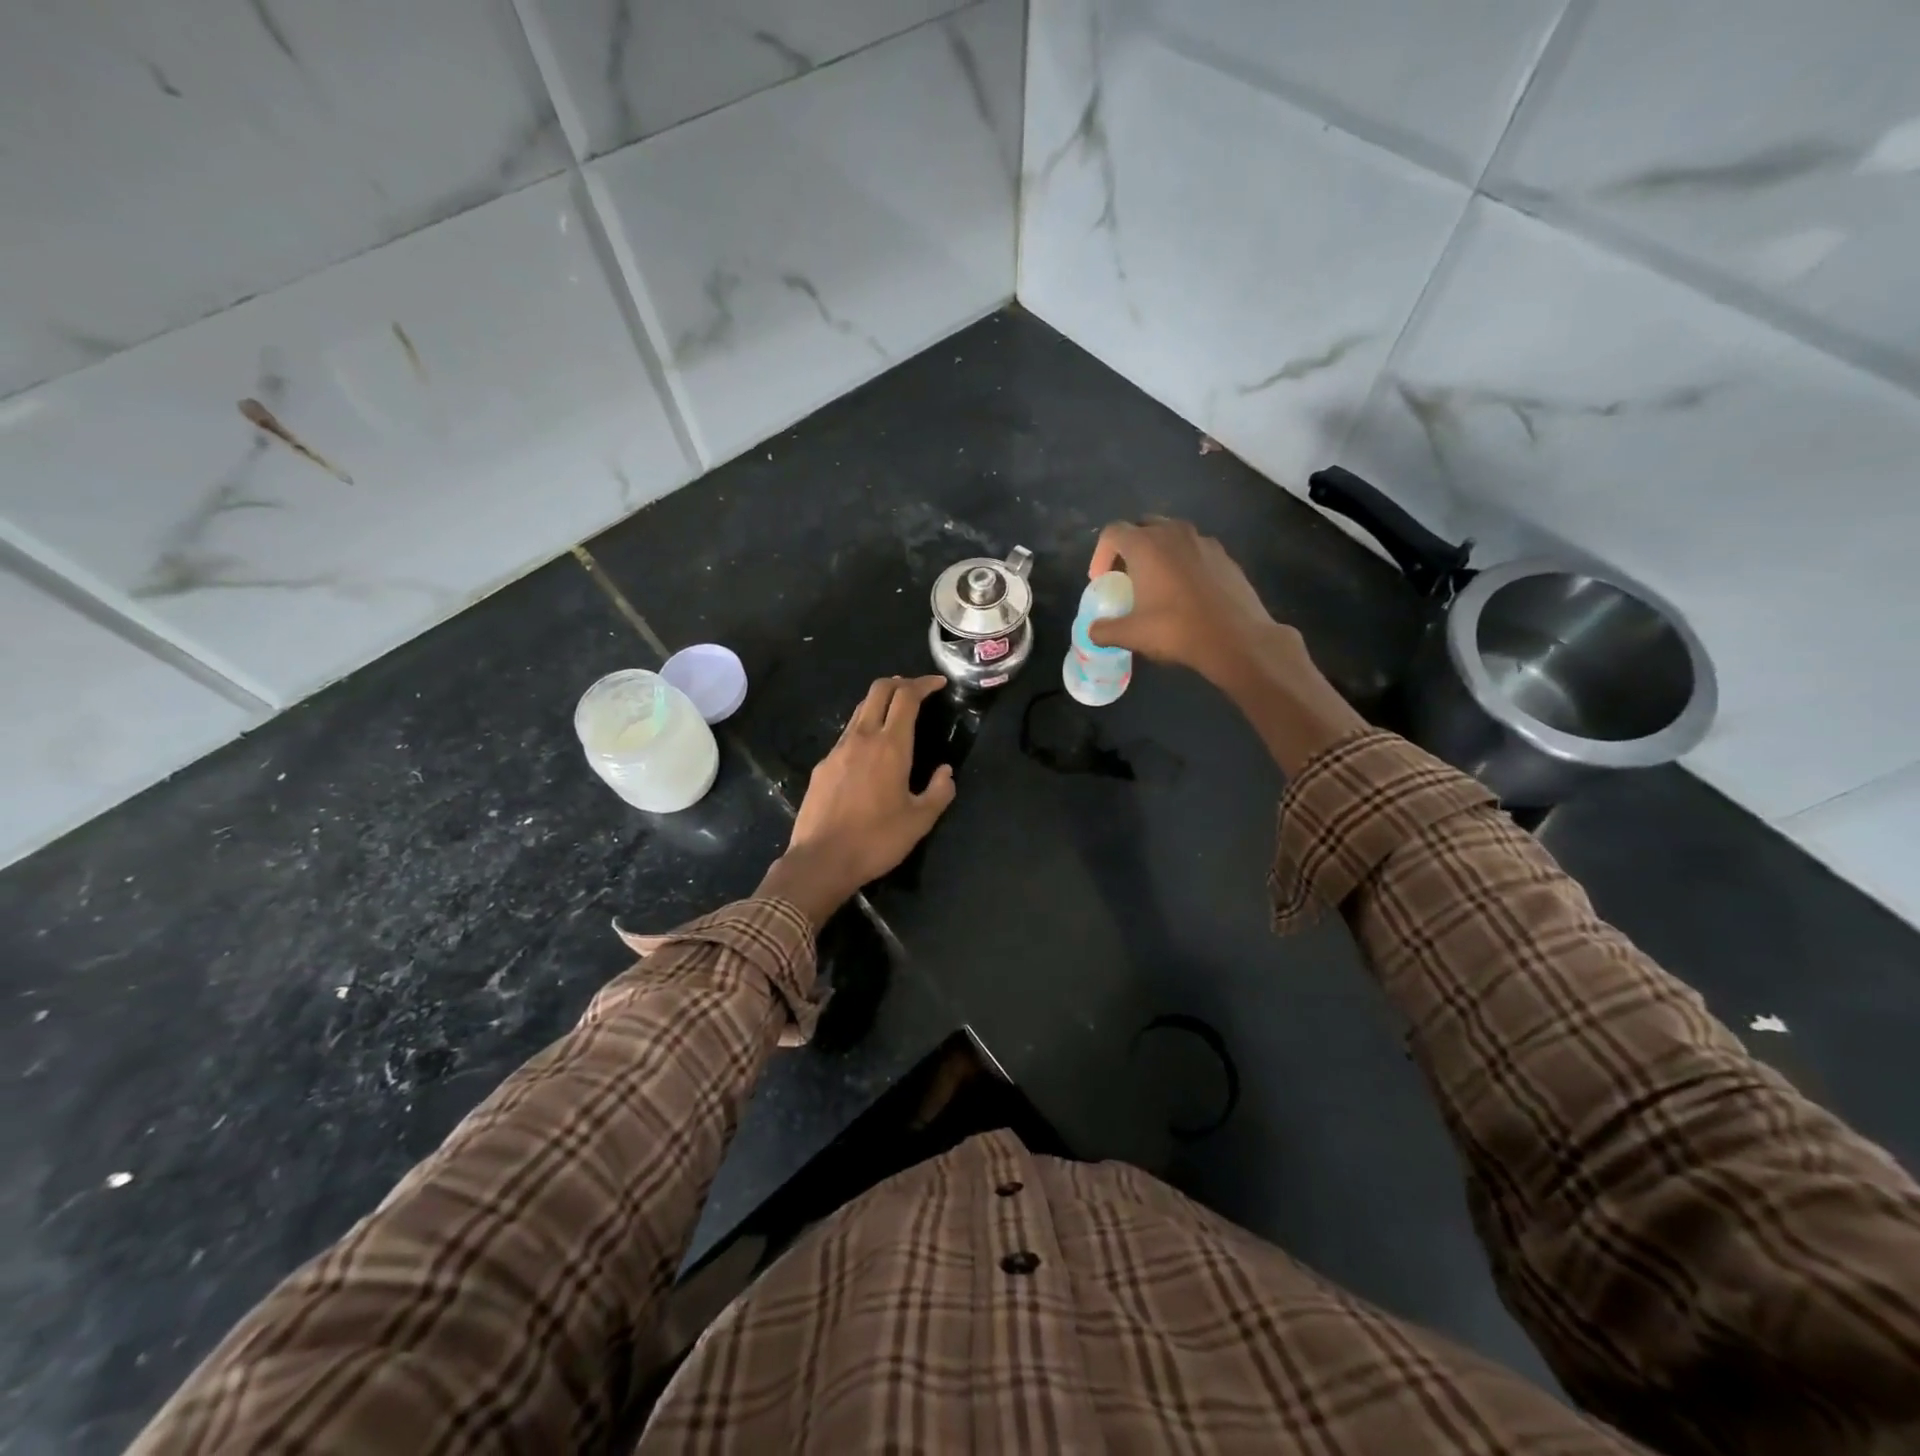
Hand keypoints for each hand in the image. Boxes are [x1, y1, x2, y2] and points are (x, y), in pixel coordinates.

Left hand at [758, 676, 957, 926]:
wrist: (821, 860)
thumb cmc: (877, 840)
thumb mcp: (920, 821)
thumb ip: (939, 792)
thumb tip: (946, 772)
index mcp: (891, 746)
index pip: (906, 697)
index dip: (923, 684)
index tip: (938, 684)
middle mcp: (862, 738)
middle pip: (878, 691)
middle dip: (900, 683)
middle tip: (917, 691)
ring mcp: (837, 750)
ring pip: (859, 711)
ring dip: (880, 704)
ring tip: (895, 717)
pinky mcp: (822, 767)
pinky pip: (846, 736)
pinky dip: (863, 730)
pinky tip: (869, 752)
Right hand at [1086, 517, 1295, 687]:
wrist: (1236, 638)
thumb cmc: (1176, 630)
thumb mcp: (1132, 634)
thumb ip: (1105, 630)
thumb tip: (1093, 631)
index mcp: (1145, 545)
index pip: (1113, 532)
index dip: (1100, 554)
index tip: (1102, 581)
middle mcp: (1174, 533)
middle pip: (1143, 527)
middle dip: (1130, 548)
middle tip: (1127, 577)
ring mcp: (1203, 541)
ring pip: (1172, 536)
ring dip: (1158, 552)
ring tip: (1157, 583)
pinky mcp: (1225, 555)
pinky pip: (1195, 550)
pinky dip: (1184, 562)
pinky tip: (1186, 592)